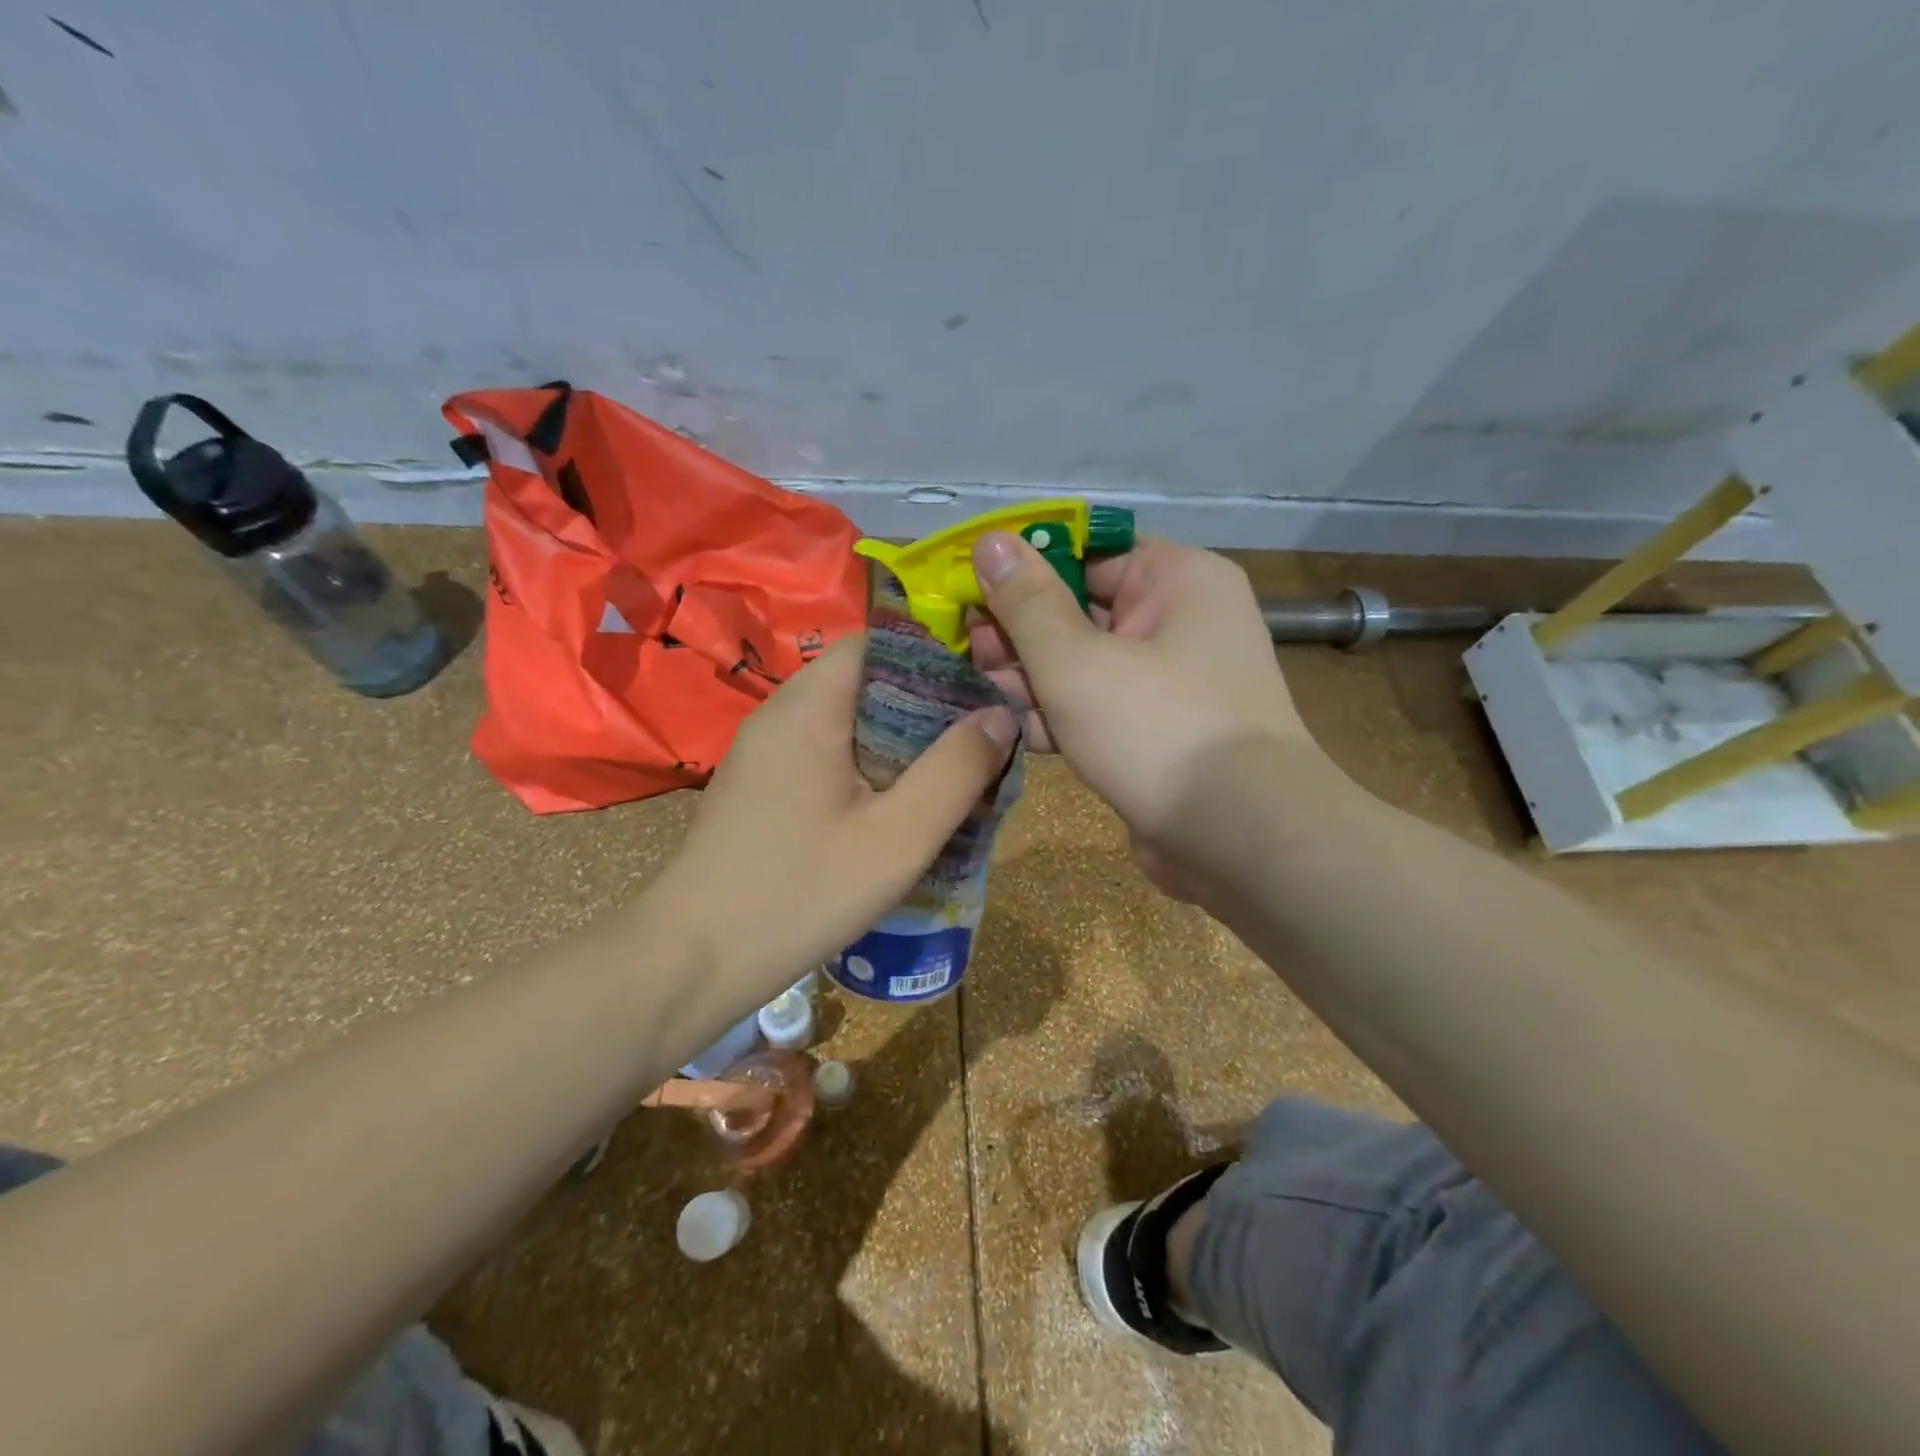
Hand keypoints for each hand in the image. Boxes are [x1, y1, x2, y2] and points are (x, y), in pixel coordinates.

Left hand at [651, 634, 1017, 997]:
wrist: (693, 959)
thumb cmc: (800, 893)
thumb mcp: (898, 837)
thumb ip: (956, 771)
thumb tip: (1000, 715)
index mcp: (810, 707)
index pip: (877, 643)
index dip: (933, 660)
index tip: (978, 696)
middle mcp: (780, 714)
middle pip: (864, 681)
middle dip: (923, 706)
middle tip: (971, 745)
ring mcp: (764, 751)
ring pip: (846, 720)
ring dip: (896, 741)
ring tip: (942, 778)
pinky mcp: (759, 785)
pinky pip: (824, 753)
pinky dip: (865, 766)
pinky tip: (890, 810)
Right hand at [968, 533, 1324, 892]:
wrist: (1238, 840)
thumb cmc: (1156, 728)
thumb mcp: (1076, 660)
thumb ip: (1026, 602)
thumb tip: (990, 540)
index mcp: (1177, 579)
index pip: (1090, 551)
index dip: (1026, 565)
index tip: (972, 584)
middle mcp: (1181, 621)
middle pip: (1083, 609)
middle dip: (1020, 632)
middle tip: (966, 647)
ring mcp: (1172, 681)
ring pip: (1086, 663)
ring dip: (1032, 677)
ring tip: (977, 688)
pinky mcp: (1158, 731)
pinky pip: (1100, 707)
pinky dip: (1060, 715)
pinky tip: (1012, 727)